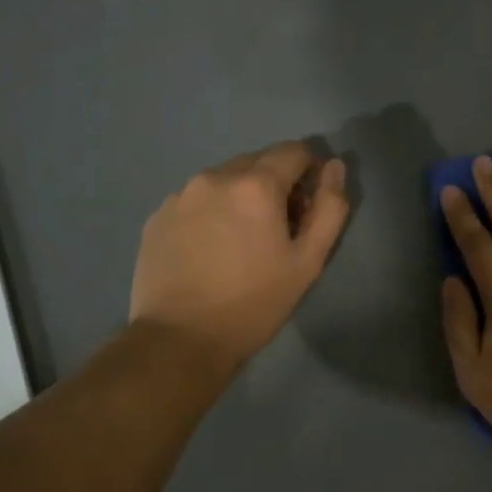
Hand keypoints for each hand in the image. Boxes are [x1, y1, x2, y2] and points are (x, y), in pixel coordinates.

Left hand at [130, 142, 349, 368]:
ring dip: (241, 196)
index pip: (294, 152)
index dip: (310, 173)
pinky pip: (196, 199)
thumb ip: (329, 208)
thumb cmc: (255, 302)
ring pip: (224, 179)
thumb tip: (334, 166)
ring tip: (241, 241)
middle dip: (275, 184)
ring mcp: (180, 195)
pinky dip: (212, 211)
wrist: (180, 339)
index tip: (308, 208)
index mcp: (255, 185)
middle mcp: (214, 176)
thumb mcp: (308, 261)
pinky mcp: (157, 216)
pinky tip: (211, 249)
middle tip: (278, 229)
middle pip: (258, 162)